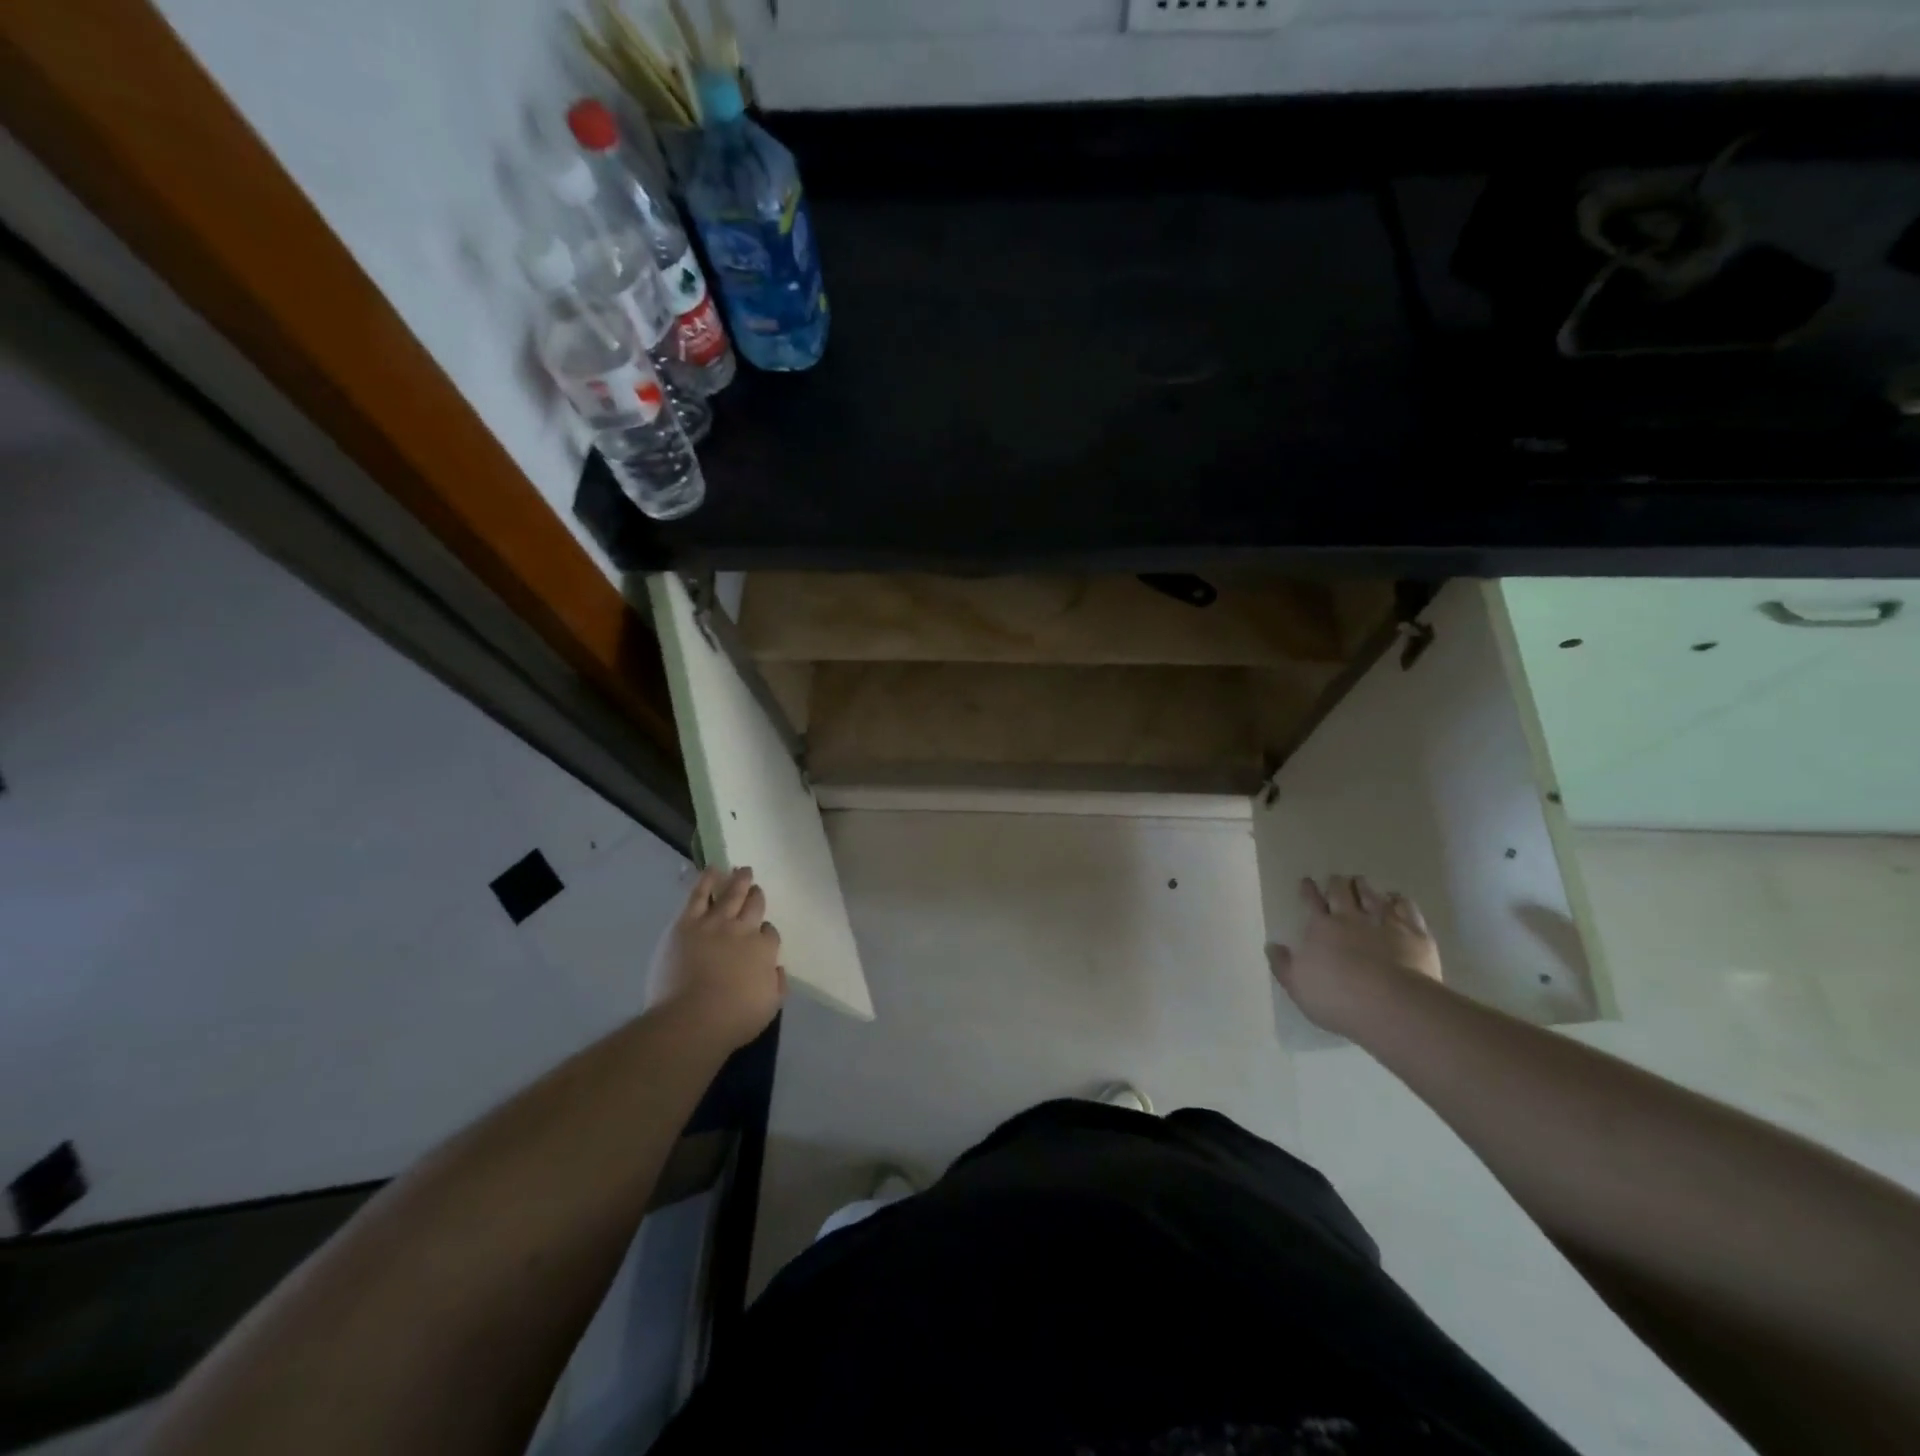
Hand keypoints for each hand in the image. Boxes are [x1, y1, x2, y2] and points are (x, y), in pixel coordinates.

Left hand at [647, 866, 786, 1052]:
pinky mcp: (687, 923)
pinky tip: (713, 869)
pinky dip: (707, 879)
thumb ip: (777, 984)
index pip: (770, 933)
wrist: (691, 1019)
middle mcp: (743, 930)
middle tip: (755, 888)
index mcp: (764, 950)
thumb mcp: (769, 1007)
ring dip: (739, 880)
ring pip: (731, 894)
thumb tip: (777, 968)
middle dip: (756, 896)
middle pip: (754, 906)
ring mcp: (715, 923)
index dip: (766, 932)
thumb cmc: (732, 1020)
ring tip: (742, 870)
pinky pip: (698, 894)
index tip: (762, 935)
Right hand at [1266, 875, 1442, 1036]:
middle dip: (1336, 883)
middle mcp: (1351, 918)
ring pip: (1372, 895)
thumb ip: (1283, 964)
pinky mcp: (1413, 933)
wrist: (1392, 1006)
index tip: (1306, 881)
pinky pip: (1406, 908)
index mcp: (1321, 927)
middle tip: (1335, 879)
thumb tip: (1272, 946)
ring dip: (1364, 887)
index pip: (1311, 901)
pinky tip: (1397, 899)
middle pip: (1342, 892)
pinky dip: (1398, 900)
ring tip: (1360, 882)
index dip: (1308, 890)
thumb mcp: (1297, 986)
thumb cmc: (1337, 998)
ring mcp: (1384, 923)